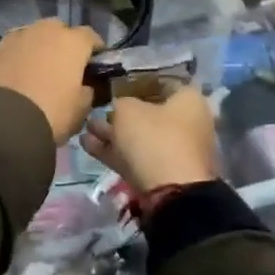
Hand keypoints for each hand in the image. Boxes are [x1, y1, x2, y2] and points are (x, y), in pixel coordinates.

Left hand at [0, 20, 102, 144]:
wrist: (1, 122)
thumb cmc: (51, 113)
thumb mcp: (80, 109)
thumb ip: (87, 92)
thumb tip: (84, 86)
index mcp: (71, 42)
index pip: (90, 36)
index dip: (94, 49)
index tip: (95, 64)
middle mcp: (43, 31)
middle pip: (58, 30)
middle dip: (62, 43)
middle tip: (63, 66)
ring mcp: (14, 38)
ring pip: (30, 36)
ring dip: (36, 48)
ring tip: (35, 71)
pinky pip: (9, 51)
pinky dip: (14, 60)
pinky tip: (12, 78)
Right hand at [80, 85, 218, 194]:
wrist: (171, 193)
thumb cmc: (154, 138)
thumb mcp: (128, 110)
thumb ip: (120, 103)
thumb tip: (120, 108)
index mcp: (188, 100)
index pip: (162, 83)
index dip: (136, 82)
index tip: (115, 84)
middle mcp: (186, 123)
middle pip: (149, 113)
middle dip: (120, 112)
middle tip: (96, 109)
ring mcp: (175, 151)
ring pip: (139, 137)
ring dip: (112, 133)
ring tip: (85, 127)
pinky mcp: (162, 174)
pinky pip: (135, 156)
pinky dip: (113, 151)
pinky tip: (87, 144)